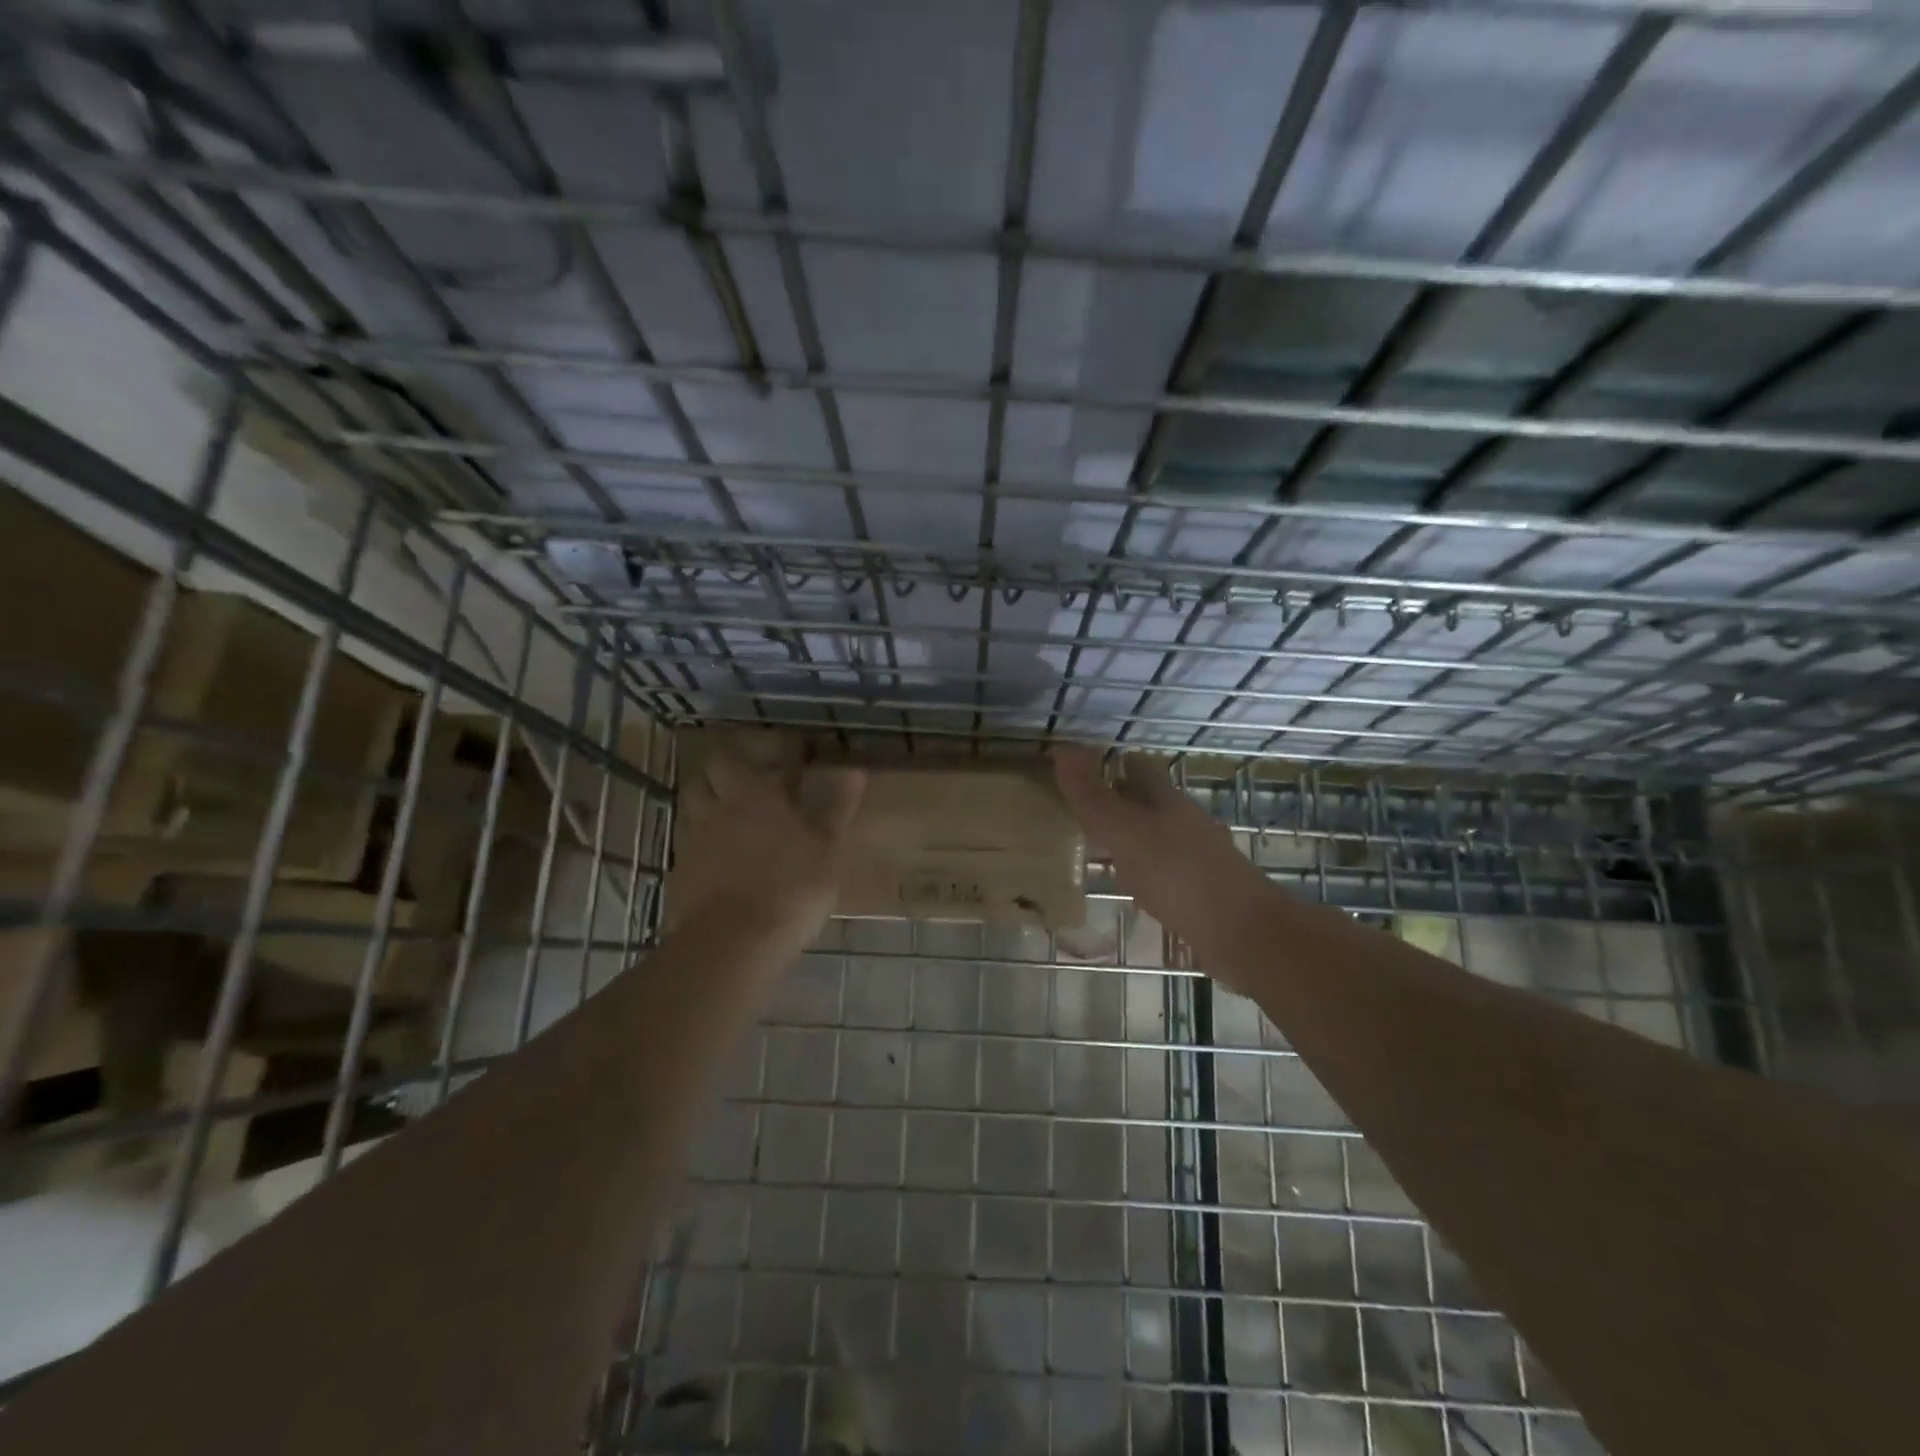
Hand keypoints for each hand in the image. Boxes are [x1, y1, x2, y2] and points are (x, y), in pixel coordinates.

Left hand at [672, 747, 865, 946]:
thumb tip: (854, 771)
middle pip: (713, 769)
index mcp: (756, 792)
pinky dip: (705, 837)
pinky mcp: (681, 869)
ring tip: (735, 813)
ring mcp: (694, 837)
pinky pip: (690, 839)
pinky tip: (723, 854)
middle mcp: (719, 805)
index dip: (781, 747)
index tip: (799, 753)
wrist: (732, 944)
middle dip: (732, 767)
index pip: (763, 752)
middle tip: (756, 779)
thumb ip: (837, 808)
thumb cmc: (790, 888)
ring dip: (713, 798)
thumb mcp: (826, 849)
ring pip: (695, 801)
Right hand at [1053, 747, 1277, 979]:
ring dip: (1125, 837)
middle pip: (1146, 801)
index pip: (1136, 767)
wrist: (1243, 935)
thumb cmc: (1180, 875)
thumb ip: (1092, 796)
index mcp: (1166, 800)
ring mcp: (1194, 857)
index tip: (1073, 769)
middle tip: (1073, 808)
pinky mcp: (1198, 891)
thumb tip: (1061, 748)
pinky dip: (1138, 871)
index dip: (1108, 763)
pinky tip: (1125, 886)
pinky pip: (1160, 871)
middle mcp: (1183, 822)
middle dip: (1114, 799)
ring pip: (1153, 836)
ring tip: (1089, 845)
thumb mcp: (1126, 832)